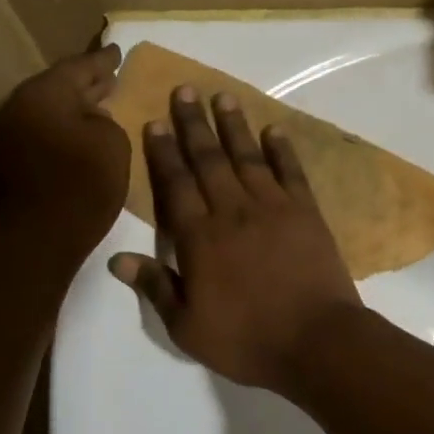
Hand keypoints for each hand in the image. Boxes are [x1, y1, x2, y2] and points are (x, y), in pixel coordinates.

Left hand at [0, 46, 129, 263]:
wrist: (35, 240)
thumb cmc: (81, 186)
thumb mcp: (113, 145)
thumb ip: (104, 121)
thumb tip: (91, 119)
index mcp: (42, 93)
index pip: (78, 67)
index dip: (102, 61)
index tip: (118, 52)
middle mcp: (16, 107)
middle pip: (56, 88)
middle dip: (85, 83)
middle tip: (109, 76)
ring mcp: (4, 136)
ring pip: (45, 112)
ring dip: (71, 109)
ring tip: (98, 107)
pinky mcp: (3, 164)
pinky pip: (37, 134)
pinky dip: (58, 131)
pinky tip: (78, 139)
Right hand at [110, 87, 360, 393]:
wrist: (316, 343)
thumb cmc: (246, 340)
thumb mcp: (187, 327)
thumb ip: (155, 287)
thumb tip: (116, 260)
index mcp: (199, 238)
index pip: (176, 185)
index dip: (164, 152)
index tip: (156, 122)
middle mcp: (233, 212)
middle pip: (208, 160)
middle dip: (194, 125)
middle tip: (185, 90)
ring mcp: (273, 208)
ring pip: (247, 157)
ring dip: (234, 126)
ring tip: (223, 97)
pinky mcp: (306, 213)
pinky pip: (291, 172)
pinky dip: (282, 149)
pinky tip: (274, 129)